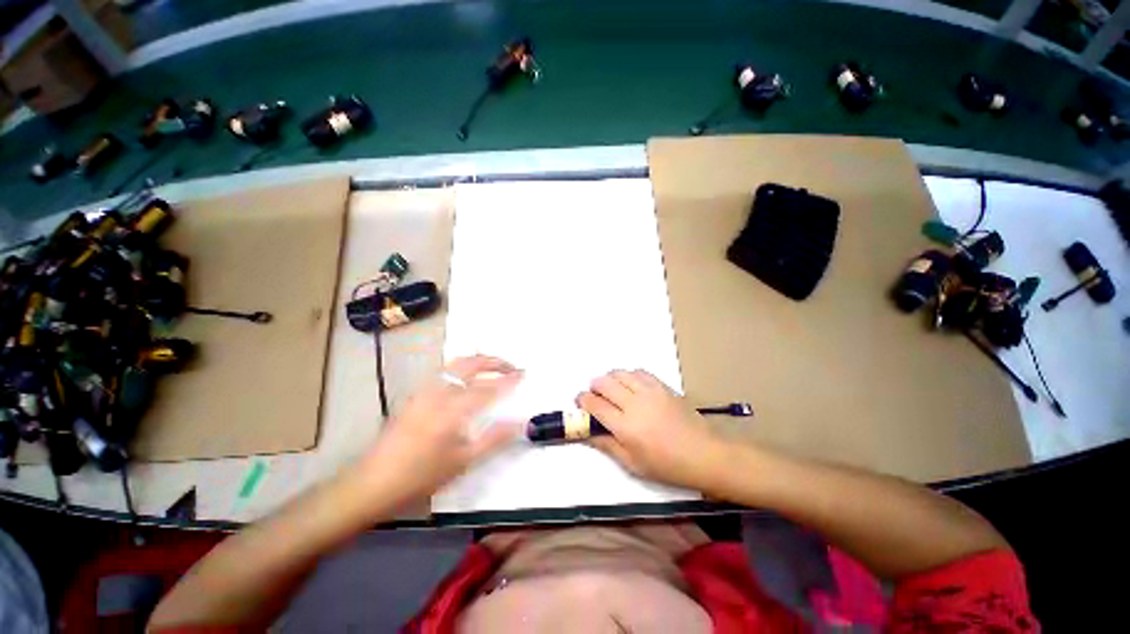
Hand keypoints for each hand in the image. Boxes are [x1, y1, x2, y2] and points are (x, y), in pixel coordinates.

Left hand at [360, 355, 524, 503]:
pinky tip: (465, 379)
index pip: (488, 387)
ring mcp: (424, 391)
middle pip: (470, 364)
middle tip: (510, 366)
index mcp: (452, 410)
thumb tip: (521, 423)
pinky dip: (461, 367)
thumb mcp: (462, 461)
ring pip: (454, 364)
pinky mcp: (415, 396)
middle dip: (493, 361)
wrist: (372, 483)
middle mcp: (439, 393)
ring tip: (492, 366)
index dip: (508, 379)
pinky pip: (443, 372)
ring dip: (477, 360)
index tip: (523, 373)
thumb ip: (494, 438)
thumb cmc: (420, 476)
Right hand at [577, 369, 723, 490]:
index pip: (595, 405)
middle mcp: (635, 403)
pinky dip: (629, 375)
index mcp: (626, 427)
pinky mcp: (662, 386)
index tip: (580, 402)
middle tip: (595, 396)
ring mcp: (650, 391)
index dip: (583, 401)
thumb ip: (607, 445)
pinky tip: (630, 385)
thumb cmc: (666, 465)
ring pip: (620, 373)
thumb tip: (587, 432)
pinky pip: (639, 372)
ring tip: (612, 389)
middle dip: (594, 386)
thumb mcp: (632, 464)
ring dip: (610, 378)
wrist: (703, 453)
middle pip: (604, 383)